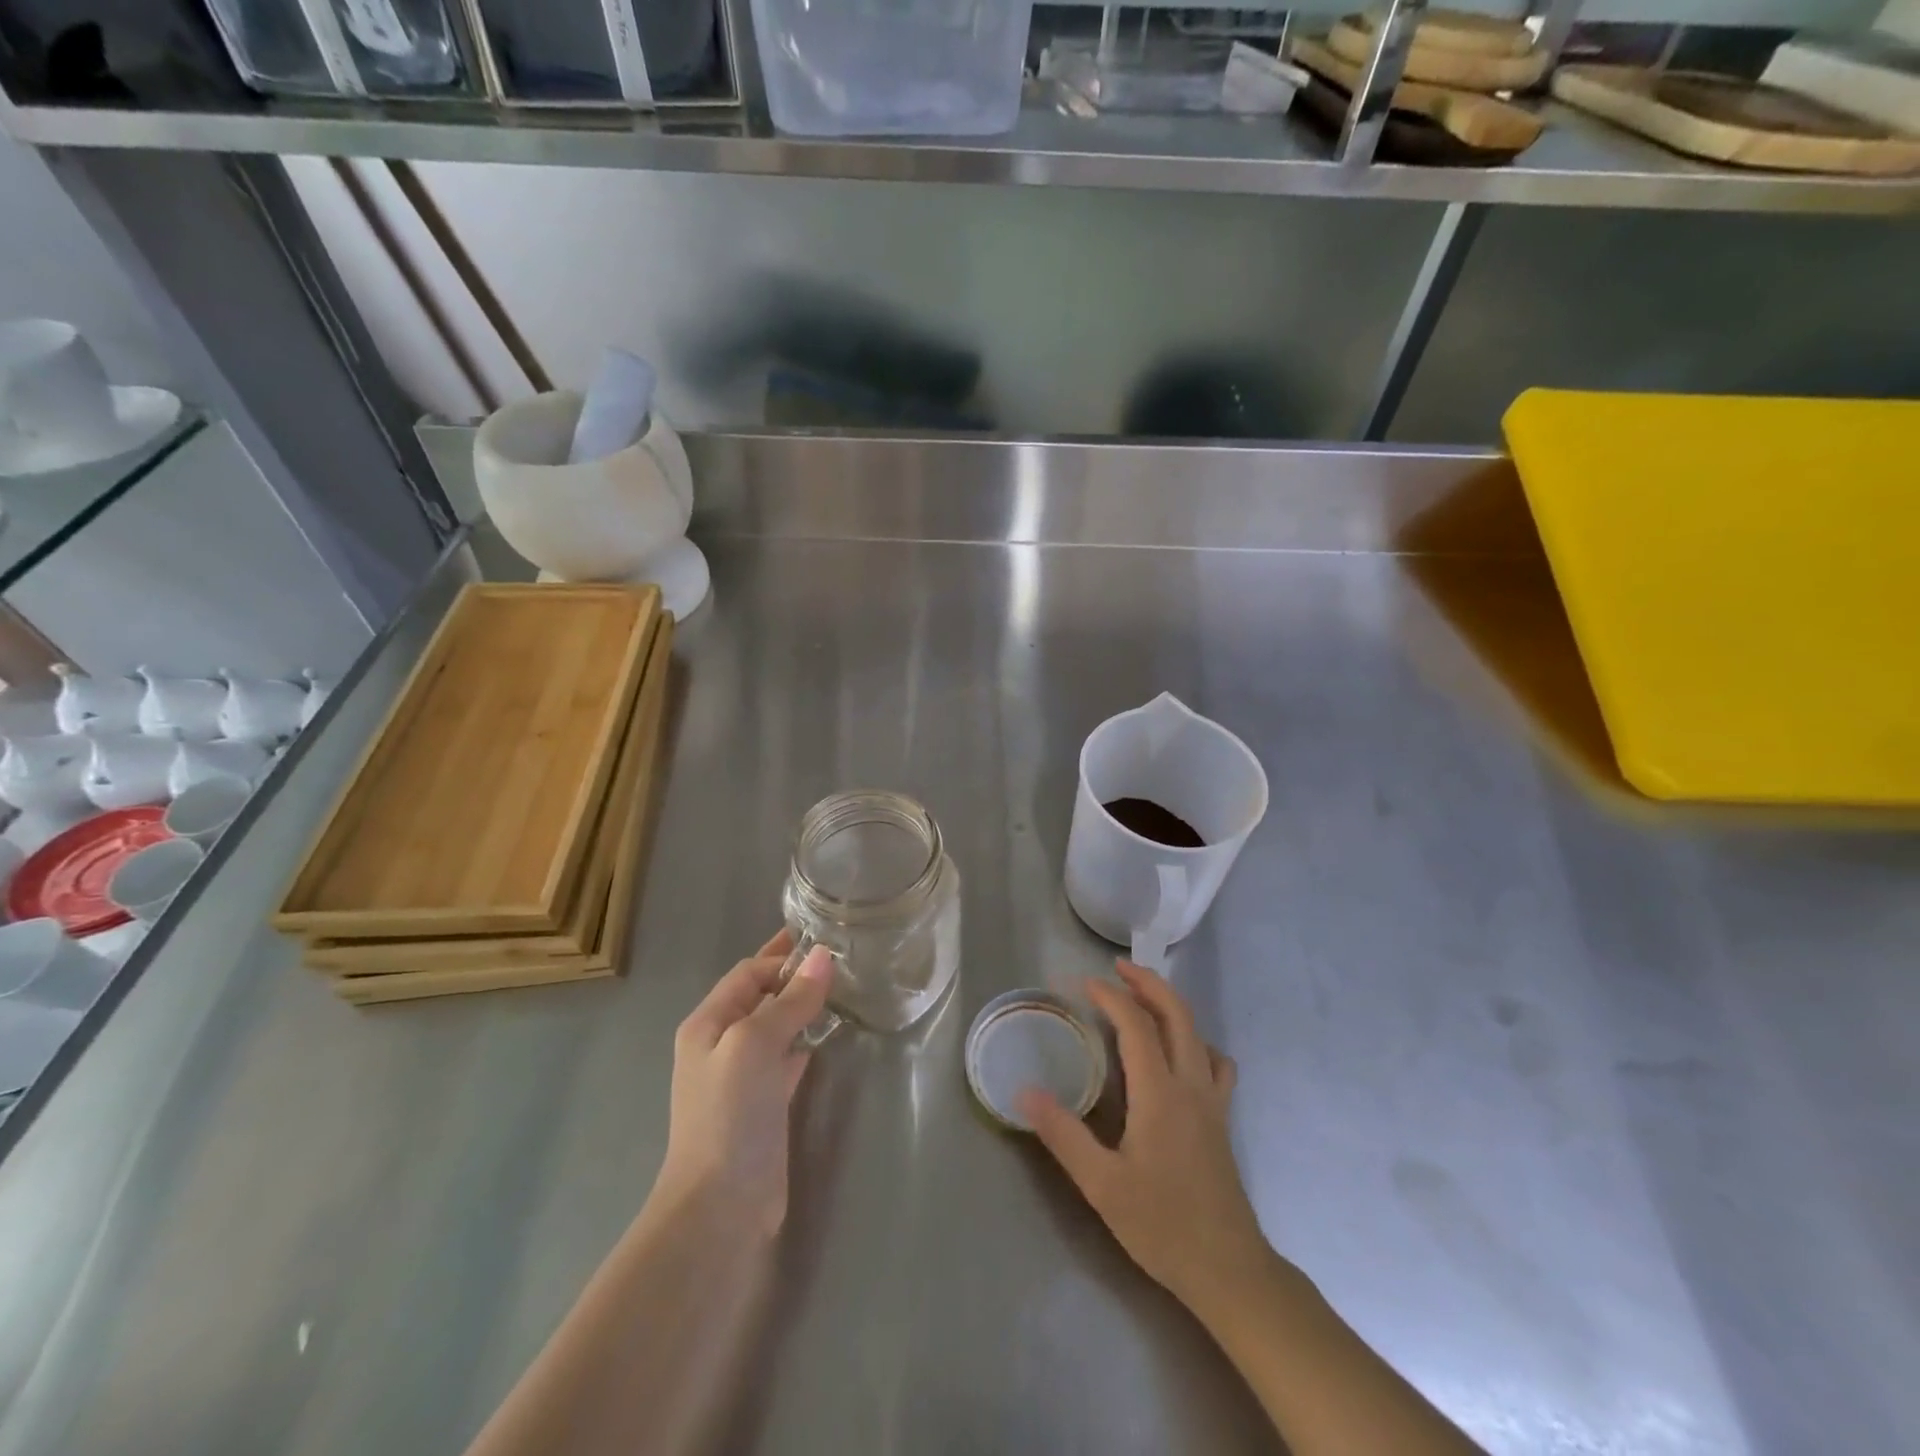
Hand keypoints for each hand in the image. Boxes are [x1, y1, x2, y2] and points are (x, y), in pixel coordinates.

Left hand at [653, 929, 832, 1236]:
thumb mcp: (755, 1045)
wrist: (720, 1206)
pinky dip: (805, 1039)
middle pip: (760, 995)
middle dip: (792, 975)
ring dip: (801, 1005)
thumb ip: (790, 1000)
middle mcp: (721, 1044)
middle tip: (839, 957)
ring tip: (842, 988)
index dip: (782, 957)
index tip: (826, 946)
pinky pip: (787, 1056)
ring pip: (775, 1025)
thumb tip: (823, 955)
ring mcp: (742, 1076)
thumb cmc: (730, 1115)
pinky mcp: (764, 1103)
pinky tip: (828, 1034)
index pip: (748, 973)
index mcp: (708, 1023)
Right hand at [1020, 961, 1271, 1313]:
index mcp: (1160, 1093)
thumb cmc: (1162, 1226)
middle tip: (1118, 968)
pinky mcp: (1221, 1119)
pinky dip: (1195, 1041)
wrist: (1229, 1270)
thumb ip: (1063, 1135)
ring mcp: (1212, 1101)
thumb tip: (1024, 1092)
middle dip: (1148, 983)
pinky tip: (1179, 1054)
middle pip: (1176, 1013)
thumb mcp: (1102, 1186)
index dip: (1111, 996)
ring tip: (1143, 1000)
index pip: (1136, 1025)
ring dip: (1170, 1005)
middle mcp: (1190, 1085)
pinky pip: (1214, 1062)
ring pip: (1197, 1032)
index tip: (1084, 983)